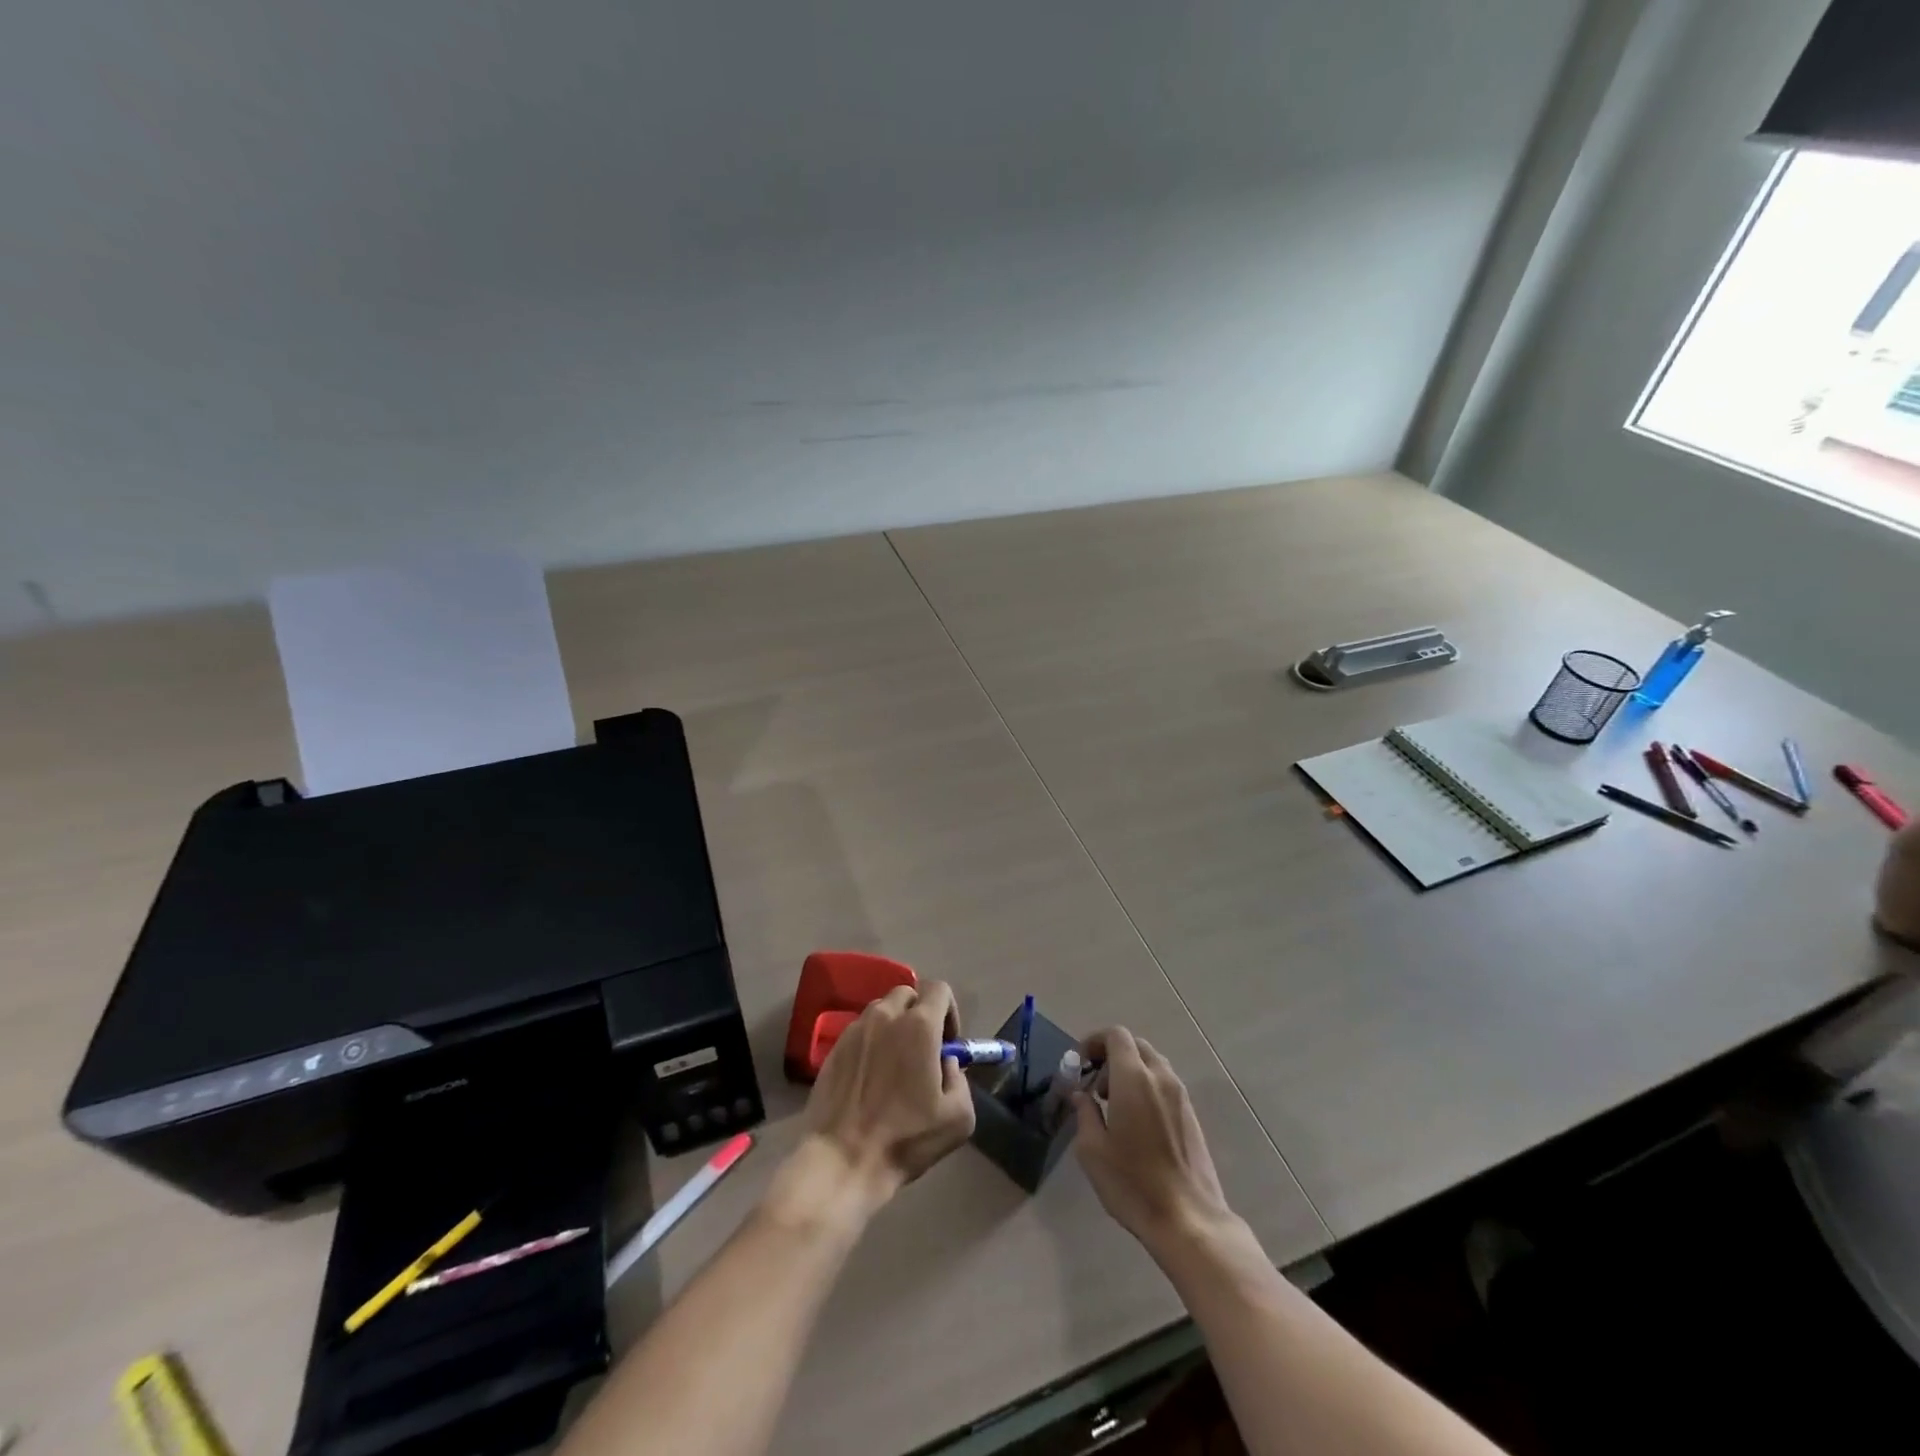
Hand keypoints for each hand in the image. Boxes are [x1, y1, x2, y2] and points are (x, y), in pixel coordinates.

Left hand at [803, 981, 976, 1205]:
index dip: (950, 1011)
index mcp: (919, 1026)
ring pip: (881, 1010)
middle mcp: (885, 1016)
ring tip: (895, 1064)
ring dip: (894, 1026)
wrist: (842, 1160)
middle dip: (920, 1014)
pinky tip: (871, 1077)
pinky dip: (871, 1042)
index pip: (939, 989)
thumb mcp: (958, 1117)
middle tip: (923, 1050)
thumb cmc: (905, 1138)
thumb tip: (945, 1062)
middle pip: (908, 994)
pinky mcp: (834, 1047)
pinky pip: (860, 1031)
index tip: (948, 1043)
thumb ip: (960, 1078)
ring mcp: (856, 1029)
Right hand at [1073, 1027, 1234, 1252]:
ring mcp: (1180, 1096)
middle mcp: (1160, 1078)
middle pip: (1135, 1046)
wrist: (1188, 1219)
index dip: (1095, 1041)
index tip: (1080, 1062)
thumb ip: (1084, 1113)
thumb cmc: (1132, 1182)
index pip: (1116, 1035)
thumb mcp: (1092, 1150)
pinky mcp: (1191, 1115)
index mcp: (1134, 1078)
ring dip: (1130, 1071)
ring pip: (1152, 1064)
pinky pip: (1165, 1084)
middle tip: (1095, 1085)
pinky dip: (1146, 1086)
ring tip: (1114, 1105)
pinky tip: (1136, 1121)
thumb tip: (1081, 1095)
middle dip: (1112, 1055)